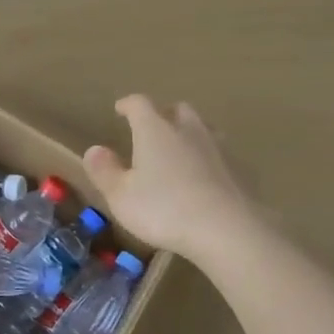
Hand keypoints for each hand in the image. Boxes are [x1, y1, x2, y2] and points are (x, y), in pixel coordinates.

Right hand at [83, 96, 252, 260]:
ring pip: (203, 127)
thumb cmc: (165, 210)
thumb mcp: (121, 196)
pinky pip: (219, 153)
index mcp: (155, 130)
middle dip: (163, 113)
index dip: (128, 104)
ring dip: (189, 132)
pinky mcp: (238, 168)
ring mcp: (217, 147)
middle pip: (177, 109)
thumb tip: (95, 149)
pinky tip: (205, 175)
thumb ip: (105, 171)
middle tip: (152, 127)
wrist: (227, 229)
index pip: (139, 104)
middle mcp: (188, 129)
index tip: (120, 109)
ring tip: (180, 148)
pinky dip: (208, 157)